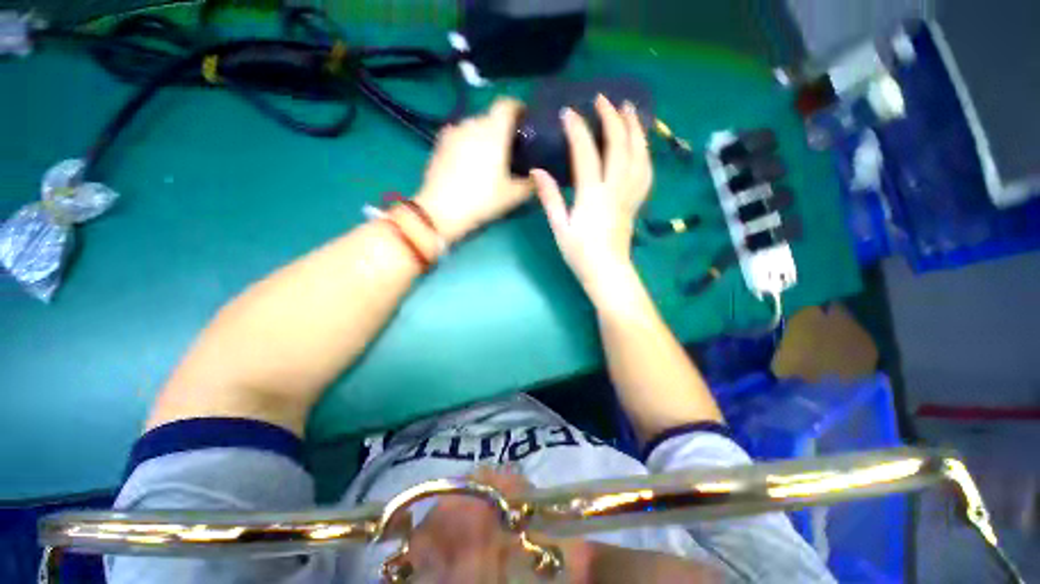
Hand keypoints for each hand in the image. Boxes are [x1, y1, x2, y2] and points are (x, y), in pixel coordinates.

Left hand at [415, 98, 532, 242]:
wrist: (440, 211)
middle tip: (511, 150)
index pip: (508, 104)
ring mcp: (452, 132)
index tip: (527, 123)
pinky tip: (471, 165)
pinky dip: (469, 144)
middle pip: (491, 117)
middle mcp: (471, 123)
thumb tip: (539, 176)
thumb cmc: (482, 200)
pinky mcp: (439, 144)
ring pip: (474, 127)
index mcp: (493, 130)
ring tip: (490, 159)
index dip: (520, 109)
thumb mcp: (513, 196)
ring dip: (485, 137)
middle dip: (503, 129)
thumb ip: (531, 183)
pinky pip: (460, 137)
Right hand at [531, 95, 652, 306]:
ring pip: (639, 154)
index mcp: (592, 195)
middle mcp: (615, 189)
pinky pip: (646, 171)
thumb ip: (550, 197)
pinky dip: (644, 151)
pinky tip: (640, 143)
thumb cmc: (580, 252)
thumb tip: (537, 171)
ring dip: (635, 129)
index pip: (587, 153)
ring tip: (629, 110)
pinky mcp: (636, 201)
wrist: (606, 270)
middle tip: (603, 100)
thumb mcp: (559, 227)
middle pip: (619, 146)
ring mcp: (630, 194)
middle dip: (612, 118)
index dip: (578, 130)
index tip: (569, 113)